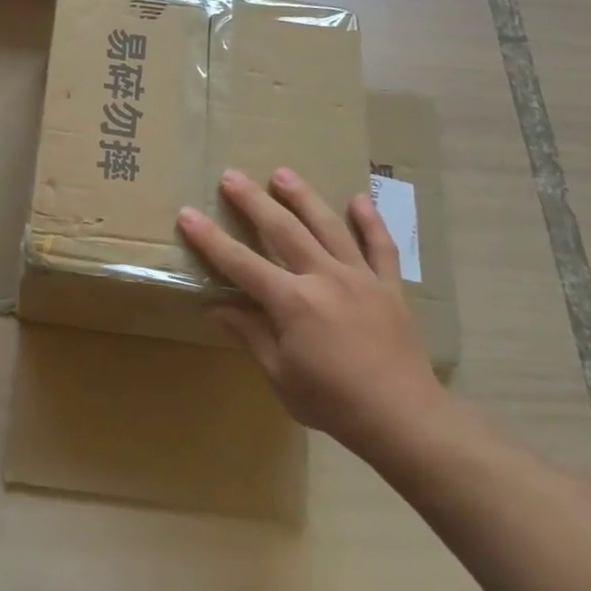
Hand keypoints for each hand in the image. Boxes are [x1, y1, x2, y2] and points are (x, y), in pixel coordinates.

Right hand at [178, 167, 446, 460]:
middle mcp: (324, 278)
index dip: (211, 240)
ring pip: (328, 227)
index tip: (188, 214)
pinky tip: (358, 198)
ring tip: (283, 173)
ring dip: (303, 198)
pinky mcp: (389, 286)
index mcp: (292, 302)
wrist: (403, 417)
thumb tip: (217, 306)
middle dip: (254, 202)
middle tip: (232, 176)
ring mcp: (360, 277)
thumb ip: (250, 334)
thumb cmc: (333, 402)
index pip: (241, 263)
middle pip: (283, 231)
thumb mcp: (280, 375)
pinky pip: (381, 246)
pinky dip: (371, 221)